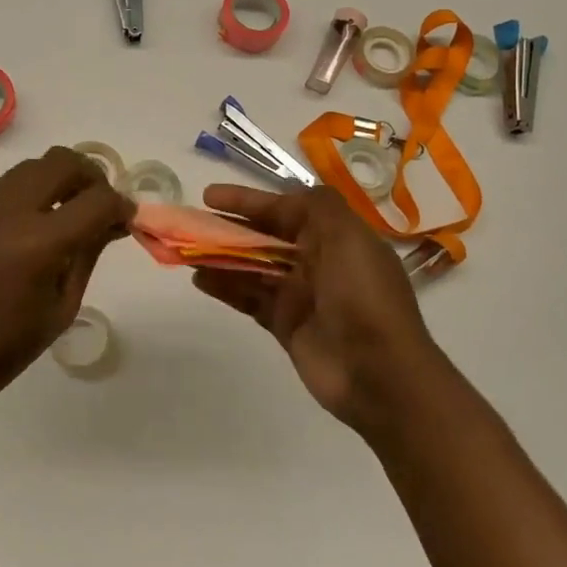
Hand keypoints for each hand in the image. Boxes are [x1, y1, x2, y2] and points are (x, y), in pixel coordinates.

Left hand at [0, 146, 134, 416]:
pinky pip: (9, 184)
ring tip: (70, 212)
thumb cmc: (5, 349)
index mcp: (38, 244)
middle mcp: (9, 212)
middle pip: (63, 162)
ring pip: (34, 165)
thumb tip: (113, 221)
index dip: (121, 206)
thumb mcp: (61, 307)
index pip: (96, 199)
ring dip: (60, 179)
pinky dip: (33, 191)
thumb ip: (88, 254)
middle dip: (92, 178)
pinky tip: (36, 224)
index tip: (127, 220)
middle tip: (100, 208)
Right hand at [192, 184, 439, 433]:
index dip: (248, 201)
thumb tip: (290, 192)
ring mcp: (300, 295)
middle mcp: (317, 262)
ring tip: (186, 250)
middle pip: (264, 237)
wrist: (380, 373)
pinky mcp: (285, 324)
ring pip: (252, 267)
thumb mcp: (348, 238)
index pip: (286, 209)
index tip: (210, 197)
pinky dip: (225, 287)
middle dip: (229, 228)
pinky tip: (199, 279)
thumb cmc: (363, 296)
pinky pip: (249, 298)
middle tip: (190, 223)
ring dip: (221, 257)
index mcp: (336, 238)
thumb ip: (318, 206)